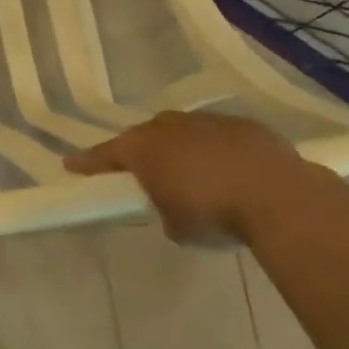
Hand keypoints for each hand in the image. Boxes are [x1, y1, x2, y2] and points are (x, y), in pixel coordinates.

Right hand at [65, 111, 309, 243]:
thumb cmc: (213, 214)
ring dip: (182, 149)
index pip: (104, 155)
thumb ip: (164, 210)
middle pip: (145, 136)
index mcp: (142, 149)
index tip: (70, 164)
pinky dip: (216, 151)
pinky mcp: (243, 125)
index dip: (86, 162)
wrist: (279, 197)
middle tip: (144, 172)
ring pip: (183, 132)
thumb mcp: (175, 226)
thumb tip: (173, 205)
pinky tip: (230, 172)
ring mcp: (207, 121)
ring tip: (193, 174)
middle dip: (142, 152)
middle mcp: (168, 127)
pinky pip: (218, 137)